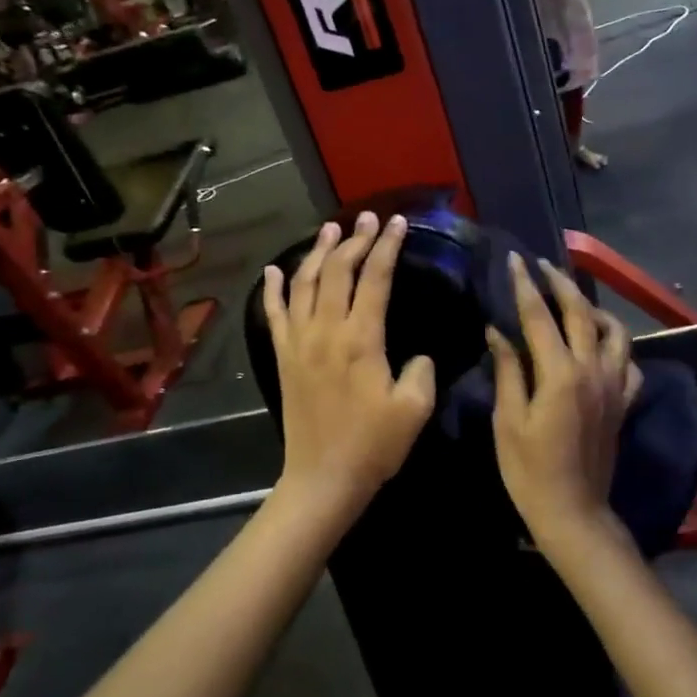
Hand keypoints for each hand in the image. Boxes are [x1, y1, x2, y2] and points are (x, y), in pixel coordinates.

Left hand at [264, 213, 435, 522]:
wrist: (323, 478)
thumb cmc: (373, 445)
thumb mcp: (414, 409)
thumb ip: (422, 371)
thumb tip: (419, 355)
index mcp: (361, 339)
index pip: (375, 279)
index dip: (388, 247)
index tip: (399, 223)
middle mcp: (326, 331)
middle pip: (338, 271)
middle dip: (355, 240)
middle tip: (369, 218)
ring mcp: (299, 342)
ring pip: (305, 283)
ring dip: (318, 252)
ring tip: (331, 229)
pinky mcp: (284, 357)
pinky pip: (275, 314)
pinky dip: (274, 289)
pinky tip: (274, 270)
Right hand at [486, 254, 640, 544]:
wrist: (573, 511)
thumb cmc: (530, 471)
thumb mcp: (509, 421)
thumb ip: (508, 371)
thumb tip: (498, 332)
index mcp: (560, 374)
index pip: (540, 316)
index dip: (525, 285)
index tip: (515, 260)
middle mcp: (593, 370)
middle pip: (580, 312)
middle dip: (561, 283)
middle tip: (542, 265)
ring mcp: (614, 385)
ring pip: (615, 332)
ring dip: (594, 309)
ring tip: (574, 302)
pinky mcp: (624, 402)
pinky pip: (630, 363)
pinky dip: (616, 345)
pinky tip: (601, 346)